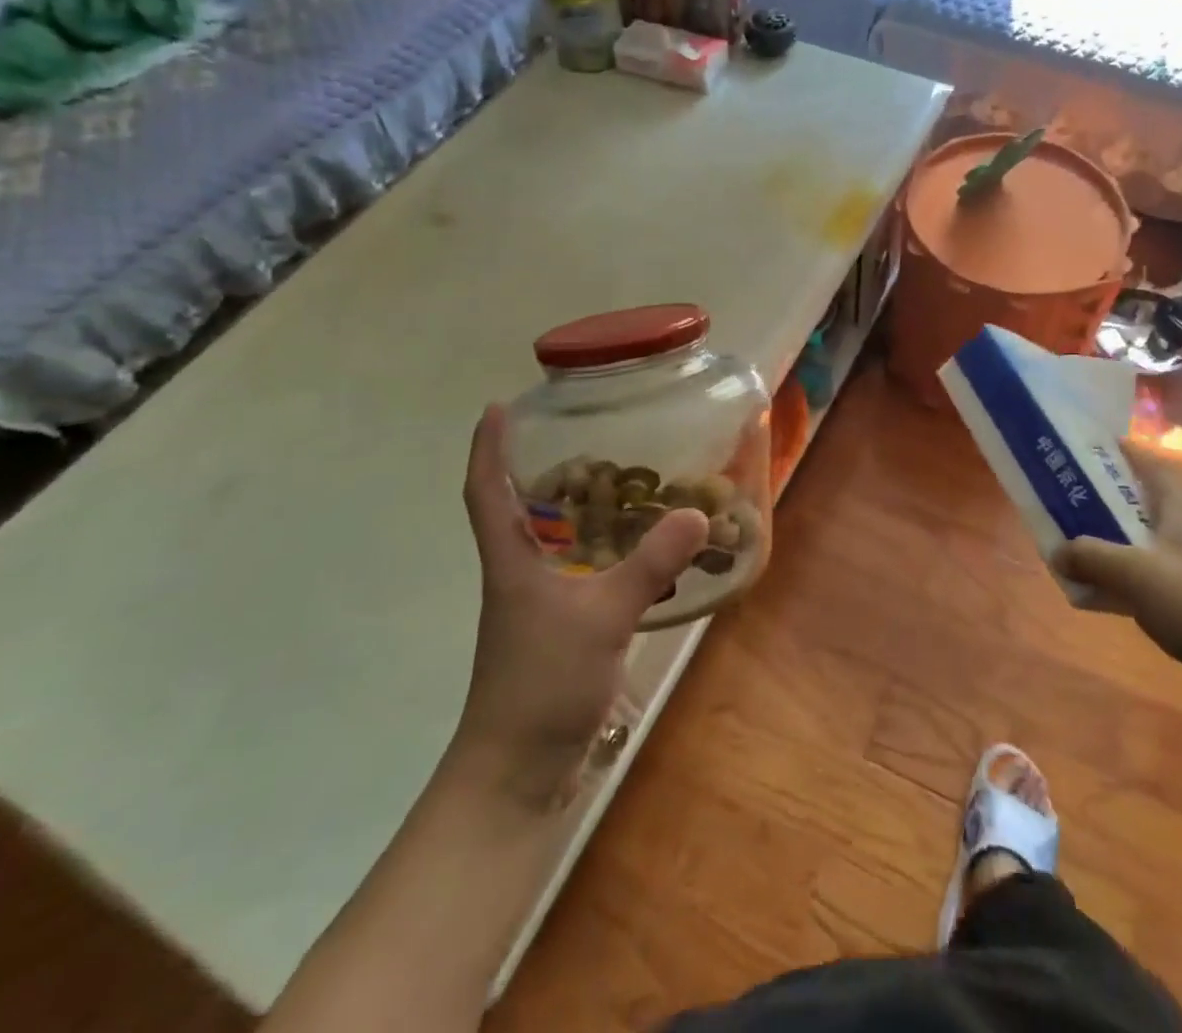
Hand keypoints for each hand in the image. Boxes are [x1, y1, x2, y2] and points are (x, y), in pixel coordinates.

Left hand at [457, 405, 707, 810]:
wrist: (517, 773)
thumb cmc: (540, 684)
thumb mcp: (600, 617)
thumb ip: (648, 564)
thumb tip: (696, 511)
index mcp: (510, 562)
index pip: (486, 492)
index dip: (487, 448)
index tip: (498, 408)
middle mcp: (519, 575)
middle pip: (522, 510)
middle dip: (545, 470)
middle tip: (591, 438)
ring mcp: (538, 606)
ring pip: (556, 542)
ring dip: (580, 512)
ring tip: (625, 483)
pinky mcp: (561, 631)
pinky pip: (583, 574)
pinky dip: (606, 554)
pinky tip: (641, 553)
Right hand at [1053, 443, 1181, 727]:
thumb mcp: (1135, 573)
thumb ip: (1090, 556)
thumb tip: (1056, 552)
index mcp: (1181, 500)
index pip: (1142, 458)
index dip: (1107, 451)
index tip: (1069, 453)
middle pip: (1138, 498)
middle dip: (1098, 500)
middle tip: (1057, 503)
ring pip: (1144, 539)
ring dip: (1110, 542)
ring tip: (1070, 550)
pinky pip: (1154, 576)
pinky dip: (1127, 579)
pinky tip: (1102, 598)